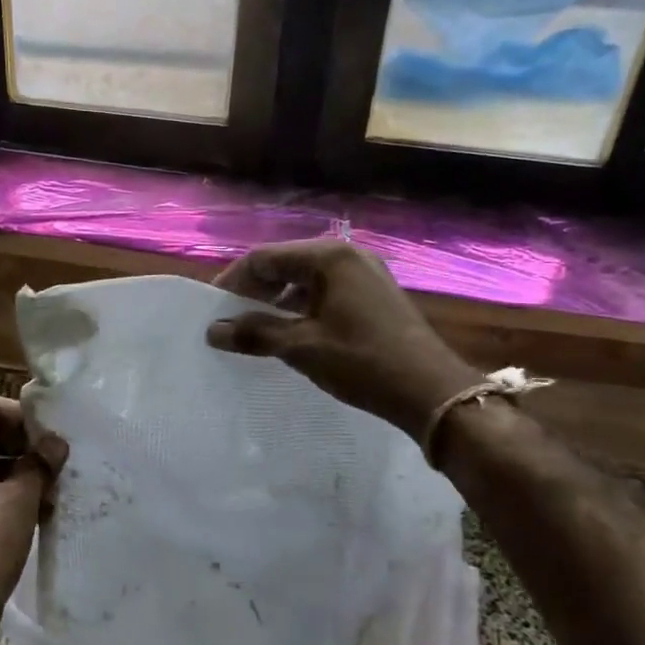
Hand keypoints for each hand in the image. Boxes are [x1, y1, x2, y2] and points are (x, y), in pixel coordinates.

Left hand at [0, 396, 66, 644]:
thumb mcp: (19, 500)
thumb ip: (39, 463)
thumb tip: (56, 443)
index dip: (26, 419)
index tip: (56, 438)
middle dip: (25, 447)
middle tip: (60, 462)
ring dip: (20, 472)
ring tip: (55, 488)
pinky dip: (5, 494)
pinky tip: (39, 509)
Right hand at [207, 241, 477, 438]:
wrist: (431, 390)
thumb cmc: (362, 361)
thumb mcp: (302, 347)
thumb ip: (256, 333)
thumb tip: (213, 330)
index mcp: (329, 256)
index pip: (264, 257)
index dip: (234, 281)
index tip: (213, 309)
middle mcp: (348, 254)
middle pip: (285, 263)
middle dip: (255, 290)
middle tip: (232, 320)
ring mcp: (365, 273)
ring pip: (306, 278)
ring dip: (278, 300)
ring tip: (258, 329)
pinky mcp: (375, 294)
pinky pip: (327, 291)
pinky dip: (303, 307)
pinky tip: (293, 332)